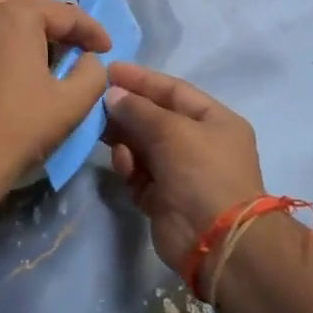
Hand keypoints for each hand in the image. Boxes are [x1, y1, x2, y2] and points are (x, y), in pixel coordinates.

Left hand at [0, 0, 109, 204]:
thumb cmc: (21, 128)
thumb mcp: (73, 102)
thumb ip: (93, 72)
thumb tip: (89, 59)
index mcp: (14, 16)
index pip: (63, 13)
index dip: (90, 30)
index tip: (107, 49)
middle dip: (54, 15)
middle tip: (74, 40)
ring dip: (26, 23)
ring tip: (47, 52)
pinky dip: (3, 36)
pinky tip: (17, 64)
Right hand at [104, 63, 265, 277]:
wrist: (216, 242)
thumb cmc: (202, 172)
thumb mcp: (172, 129)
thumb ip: (139, 109)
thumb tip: (113, 95)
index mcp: (215, 121)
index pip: (174, 91)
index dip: (142, 80)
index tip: (110, 71)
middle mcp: (200, 144)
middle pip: (156, 118)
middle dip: (128, 111)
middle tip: (96, 103)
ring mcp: (182, 173)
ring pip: (144, 146)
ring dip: (125, 140)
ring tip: (105, 135)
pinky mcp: (164, 199)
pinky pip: (140, 174)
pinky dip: (130, 168)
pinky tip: (123, 165)